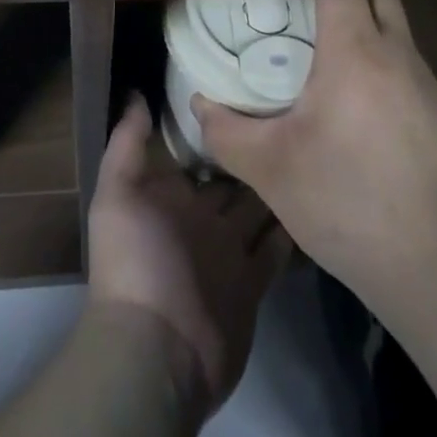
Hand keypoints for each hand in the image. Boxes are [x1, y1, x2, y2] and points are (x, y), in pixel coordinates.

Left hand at [87, 96, 291, 417]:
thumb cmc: (136, 261)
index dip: (219, 123)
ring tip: (312, 145)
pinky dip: (293, 228)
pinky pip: (277, 249)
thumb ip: (126, 143)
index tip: (247, 86)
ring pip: (260, 208)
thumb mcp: (118, 194)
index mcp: (172, 195)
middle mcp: (202, 217)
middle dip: (255, 150)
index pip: (200, 150)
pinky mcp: (253, 282)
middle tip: (291, 110)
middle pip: (234, 176)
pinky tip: (317, 196)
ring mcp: (229, 251)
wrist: (157, 351)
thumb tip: (136, 92)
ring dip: (278, 184)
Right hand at [192, 0, 436, 304]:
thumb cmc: (348, 202)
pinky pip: (406, 66)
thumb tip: (200, 103)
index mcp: (355, 49)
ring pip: (393, 28)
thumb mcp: (271, 169)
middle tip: (299, 5)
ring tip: (322, 49)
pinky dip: (380, 64)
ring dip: (362, 26)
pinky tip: (357, 103)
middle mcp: (397, 51)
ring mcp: (426, 82)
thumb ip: (227, 131)